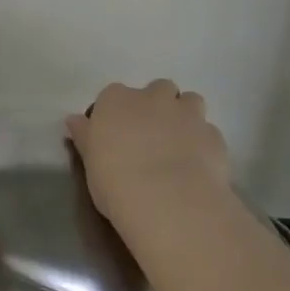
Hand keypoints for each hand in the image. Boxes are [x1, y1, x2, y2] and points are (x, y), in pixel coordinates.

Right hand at [66, 82, 234, 242]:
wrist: (169, 201)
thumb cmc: (116, 180)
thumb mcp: (90, 162)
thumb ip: (86, 137)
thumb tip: (74, 120)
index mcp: (116, 100)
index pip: (115, 95)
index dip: (119, 113)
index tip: (117, 133)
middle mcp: (152, 97)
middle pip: (158, 89)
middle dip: (157, 105)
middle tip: (151, 135)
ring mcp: (187, 114)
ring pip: (190, 101)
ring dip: (185, 116)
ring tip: (179, 144)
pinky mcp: (214, 136)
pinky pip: (208, 132)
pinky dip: (203, 143)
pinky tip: (198, 166)